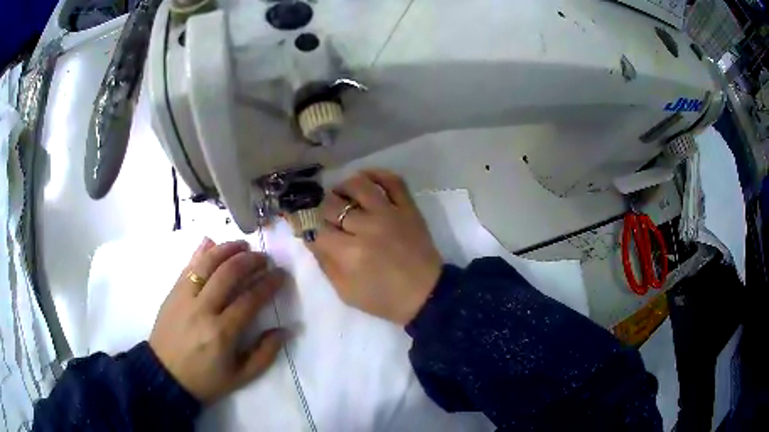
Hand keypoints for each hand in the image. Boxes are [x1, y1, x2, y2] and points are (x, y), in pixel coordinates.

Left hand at [149, 239, 285, 403]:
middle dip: (250, 260)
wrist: (164, 375)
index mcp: (222, 333)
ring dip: (227, 249)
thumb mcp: (241, 377)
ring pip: (207, 263)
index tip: (280, 275)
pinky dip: (201, 252)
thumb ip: (265, 354)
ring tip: (243, 245)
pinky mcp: (172, 292)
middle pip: (229, 274)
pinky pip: (188, 266)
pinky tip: (212, 242)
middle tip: (264, 258)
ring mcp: (184, 297)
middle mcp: (203, 309)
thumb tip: (285, 330)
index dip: (268, 284)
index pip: (250, 299)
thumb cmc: (205, 379)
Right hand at [309, 169, 442, 324]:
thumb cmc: (384, 299)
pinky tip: (366, 180)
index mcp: (349, 253)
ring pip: (358, 184)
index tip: (305, 224)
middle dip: (321, 209)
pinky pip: (392, 180)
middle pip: (332, 204)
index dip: (305, 225)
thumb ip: (325, 264)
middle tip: (325, 216)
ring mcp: (389, 213)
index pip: (316, 228)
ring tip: (342, 196)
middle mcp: (367, 227)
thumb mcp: (346, 292)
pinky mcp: (408, 208)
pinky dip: (377, 174)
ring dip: (343, 187)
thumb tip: (311, 237)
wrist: (426, 294)